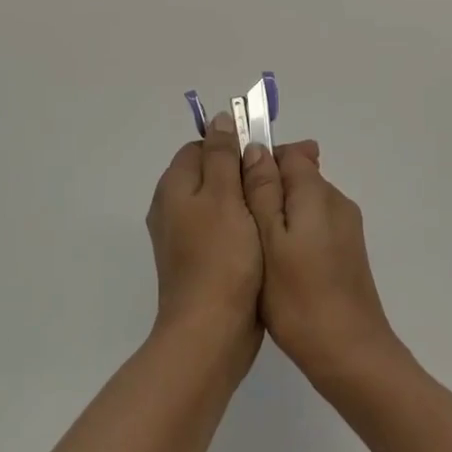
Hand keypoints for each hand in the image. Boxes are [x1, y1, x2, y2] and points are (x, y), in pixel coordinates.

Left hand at [145, 114, 263, 373]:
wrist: (210, 332)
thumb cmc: (221, 258)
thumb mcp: (224, 196)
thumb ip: (222, 155)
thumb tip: (220, 119)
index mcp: (174, 187)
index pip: (203, 146)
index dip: (235, 146)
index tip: (267, 157)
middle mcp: (172, 208)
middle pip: (212, 173)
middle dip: (245, 172)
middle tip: (280, 183)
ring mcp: (184, 238)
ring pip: (221, 203)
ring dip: (248, 200)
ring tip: (279, 209)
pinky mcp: (200, 262)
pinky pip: (223, 230)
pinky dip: (244, 227)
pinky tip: (267, 237)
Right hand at [241, 140, 400, 387]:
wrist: (350, 354)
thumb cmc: (300, 299)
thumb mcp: (269, 241)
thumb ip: (263, 191)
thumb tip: (256, 148)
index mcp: (318, 193)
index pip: (289, 153)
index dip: (259, 161)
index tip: (234, 188)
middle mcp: (337, 202)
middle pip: (298, 176)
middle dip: (267, 189)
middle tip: (239, 223)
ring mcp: (346, 228)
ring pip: (304, 203)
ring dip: (279, 214)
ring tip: (253, 247)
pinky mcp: (346, 253)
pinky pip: (314, 226)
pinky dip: (293, 234)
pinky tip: (276, 264)